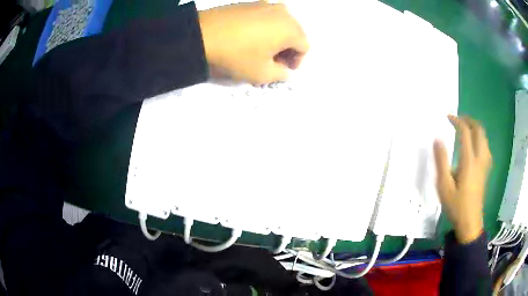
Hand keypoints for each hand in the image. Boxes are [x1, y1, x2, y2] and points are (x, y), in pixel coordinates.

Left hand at [198, 2, 308, 83]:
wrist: (201, 35)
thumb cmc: (236, 55)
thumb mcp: (261, 73)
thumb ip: (281, 74)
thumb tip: (286, 71)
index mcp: (290, 28)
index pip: (304, 46)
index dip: (297, 61)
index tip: (284, 70)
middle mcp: (282, 12)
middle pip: (294, 33)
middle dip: (288, 49)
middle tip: (273, 61)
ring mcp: (265, 4)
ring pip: (280, 24)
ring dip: (276, 38)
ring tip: (261, 49)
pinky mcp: (249, 3)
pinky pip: (265, 17)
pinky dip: (264, 28)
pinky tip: (250, 37)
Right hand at [434, 115, 491, 243]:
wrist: (470, 223)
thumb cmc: (456, 206)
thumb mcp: (444, 187)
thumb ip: (441, 161)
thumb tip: (437, 139)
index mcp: (469, 161)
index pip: (465, 133)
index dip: (457, 121)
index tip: (448, 117)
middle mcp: (480, 159)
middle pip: (479, 131)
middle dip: (469, 121)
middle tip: (458, 120)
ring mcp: (485, 164)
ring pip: (484, 138)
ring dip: (475, 129)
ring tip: (465, 130)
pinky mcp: (486, 170)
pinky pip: (485, 146)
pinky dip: (479, 139)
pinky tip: (474, 146)